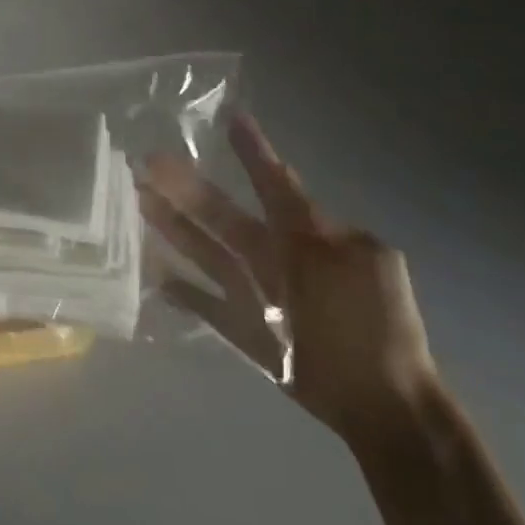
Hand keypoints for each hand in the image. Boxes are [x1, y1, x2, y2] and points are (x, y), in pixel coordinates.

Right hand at [138, 110, 440, 448]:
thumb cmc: (369, 328)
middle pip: (226, 217)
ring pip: (210, 254)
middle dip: (189, 189)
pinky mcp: (249, 334)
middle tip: (150, 161)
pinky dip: (185, 292)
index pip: (274, 184)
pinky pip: (210, 305)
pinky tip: (156, 276)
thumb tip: (285, 197)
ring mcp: (261, 296)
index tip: (232, 117)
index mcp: (309, 238)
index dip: (253, 153)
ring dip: (175, 229)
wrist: (384, 407)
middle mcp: (279, 260)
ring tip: (140, 201)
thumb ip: (310, 227)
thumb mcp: (352, 262)